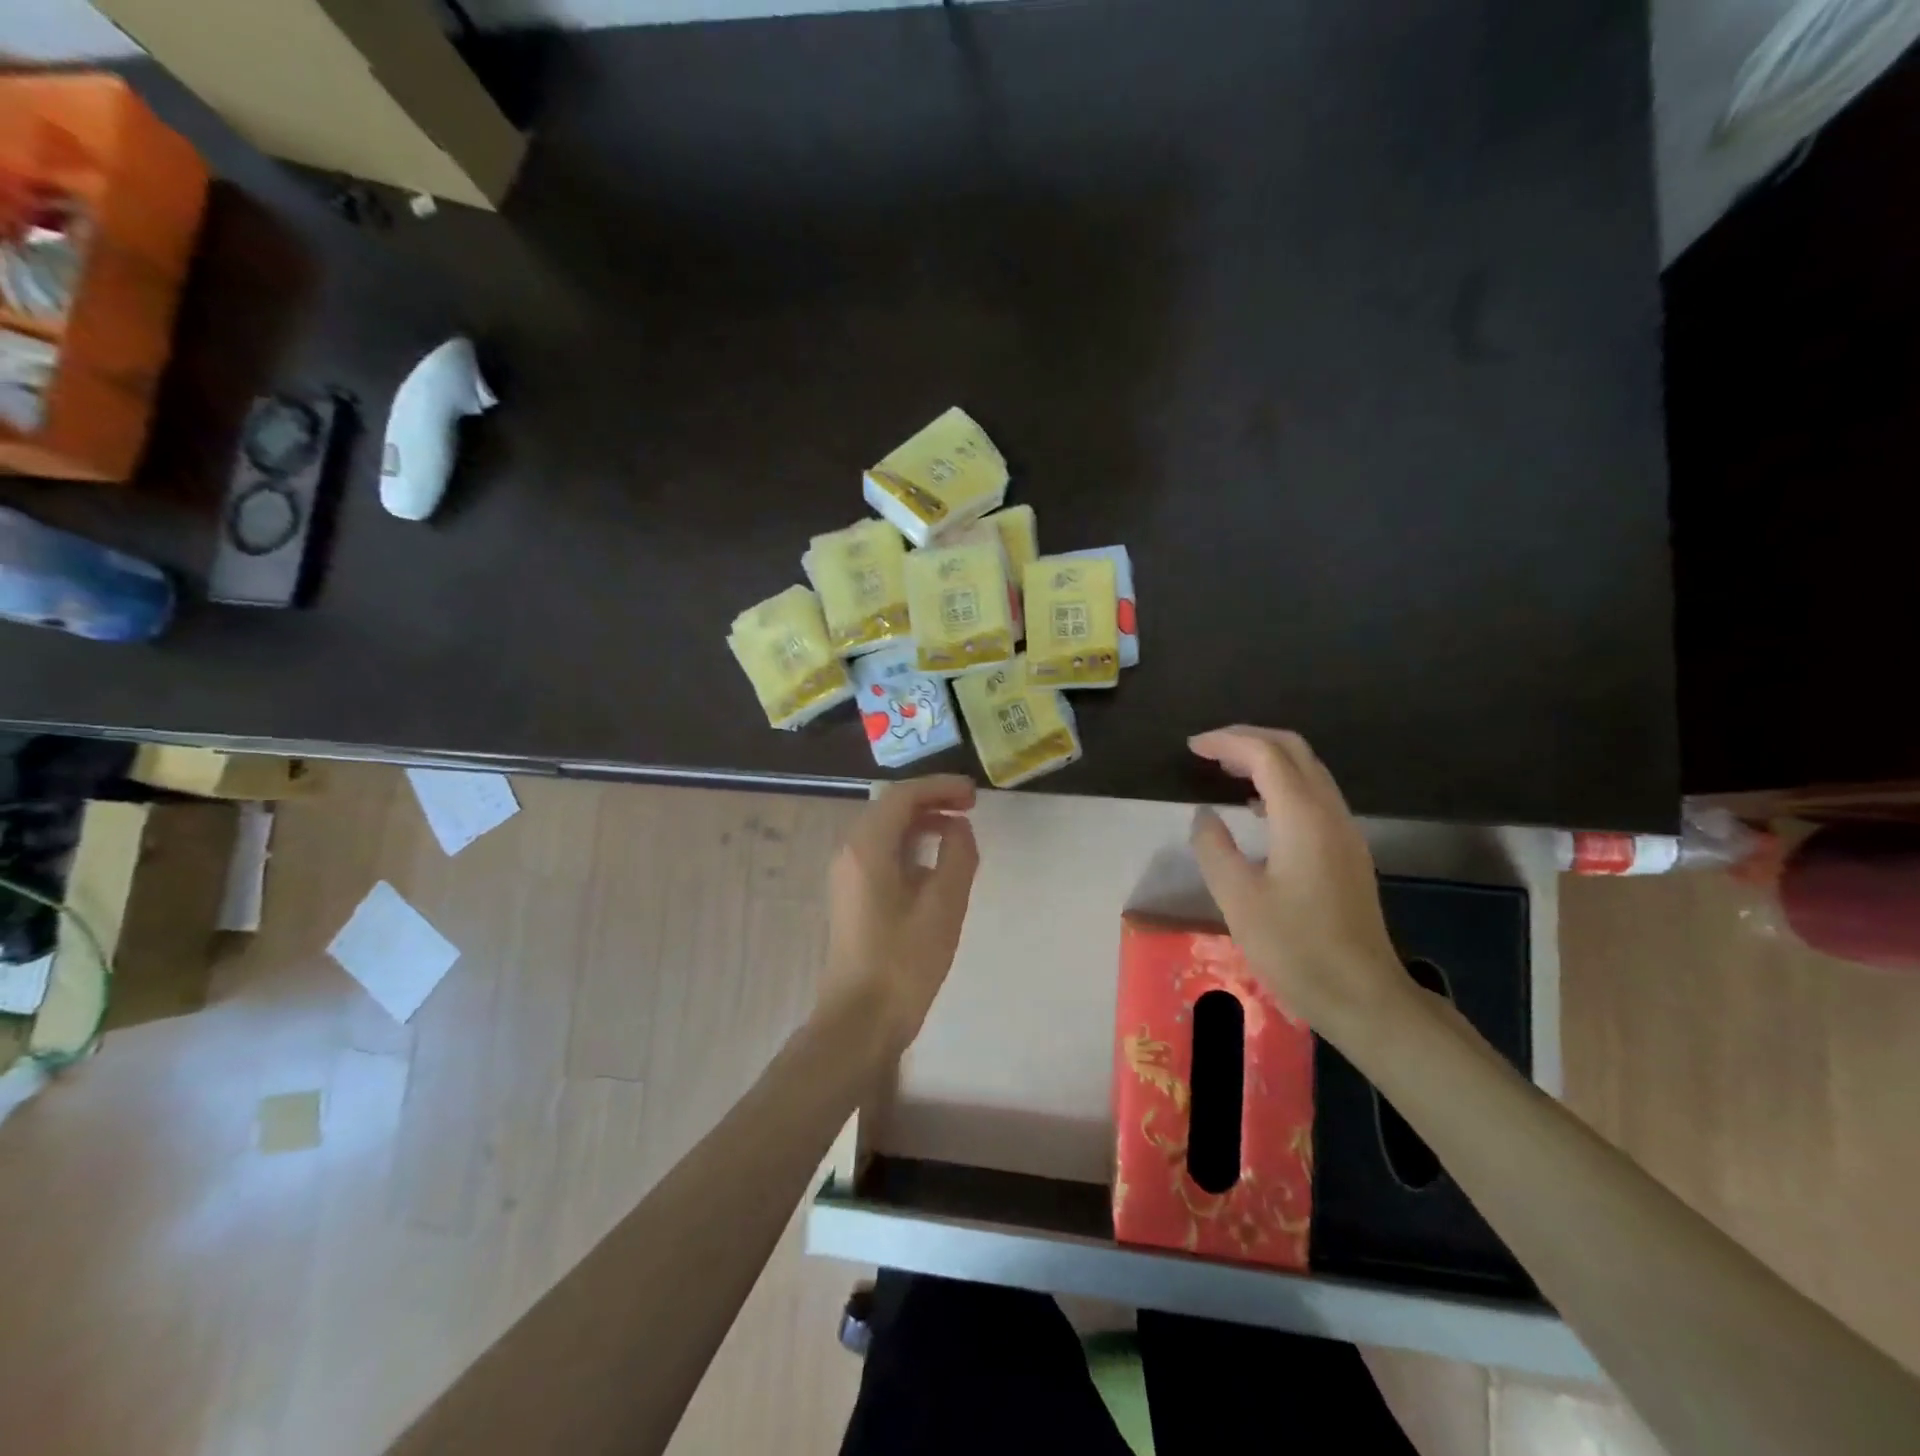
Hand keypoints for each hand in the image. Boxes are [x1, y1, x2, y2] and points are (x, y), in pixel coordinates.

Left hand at [820, 775, 979, 1060]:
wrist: (859, 1020)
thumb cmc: (904, 962)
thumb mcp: (944, 906)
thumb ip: (957, 856)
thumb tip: (958, 828)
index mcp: (868, 848)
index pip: (902, 796)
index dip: (939, 787)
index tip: (973, 794)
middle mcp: (850, 852)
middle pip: (890, 808)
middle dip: (930, 801)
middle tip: (969, 807)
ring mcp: (846, 875)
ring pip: (885, 831)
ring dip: (920, 823)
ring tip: (957, 831)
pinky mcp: (851, 896)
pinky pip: (880, 854)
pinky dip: (909, 846)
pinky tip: (934, 865)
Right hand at [1187, 727, 1407, 1034]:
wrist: (1363, 995)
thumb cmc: (1295, 948)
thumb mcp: (1237, 899)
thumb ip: (1214, 848)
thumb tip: (1204, 815)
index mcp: (1303, 817)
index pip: (1266, 754)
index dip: (1226, 742)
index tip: (1191, 747)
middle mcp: (1330, 813)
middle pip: (1293, 751)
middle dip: (1249, 740)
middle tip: (1208, 750)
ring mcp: (1344, 831)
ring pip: (1307, 771)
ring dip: (1267, 760)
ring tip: (1225, 770)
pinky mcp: (1347, 852)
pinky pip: (1313, 796)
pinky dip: (1281, 784)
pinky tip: (1256, 807)